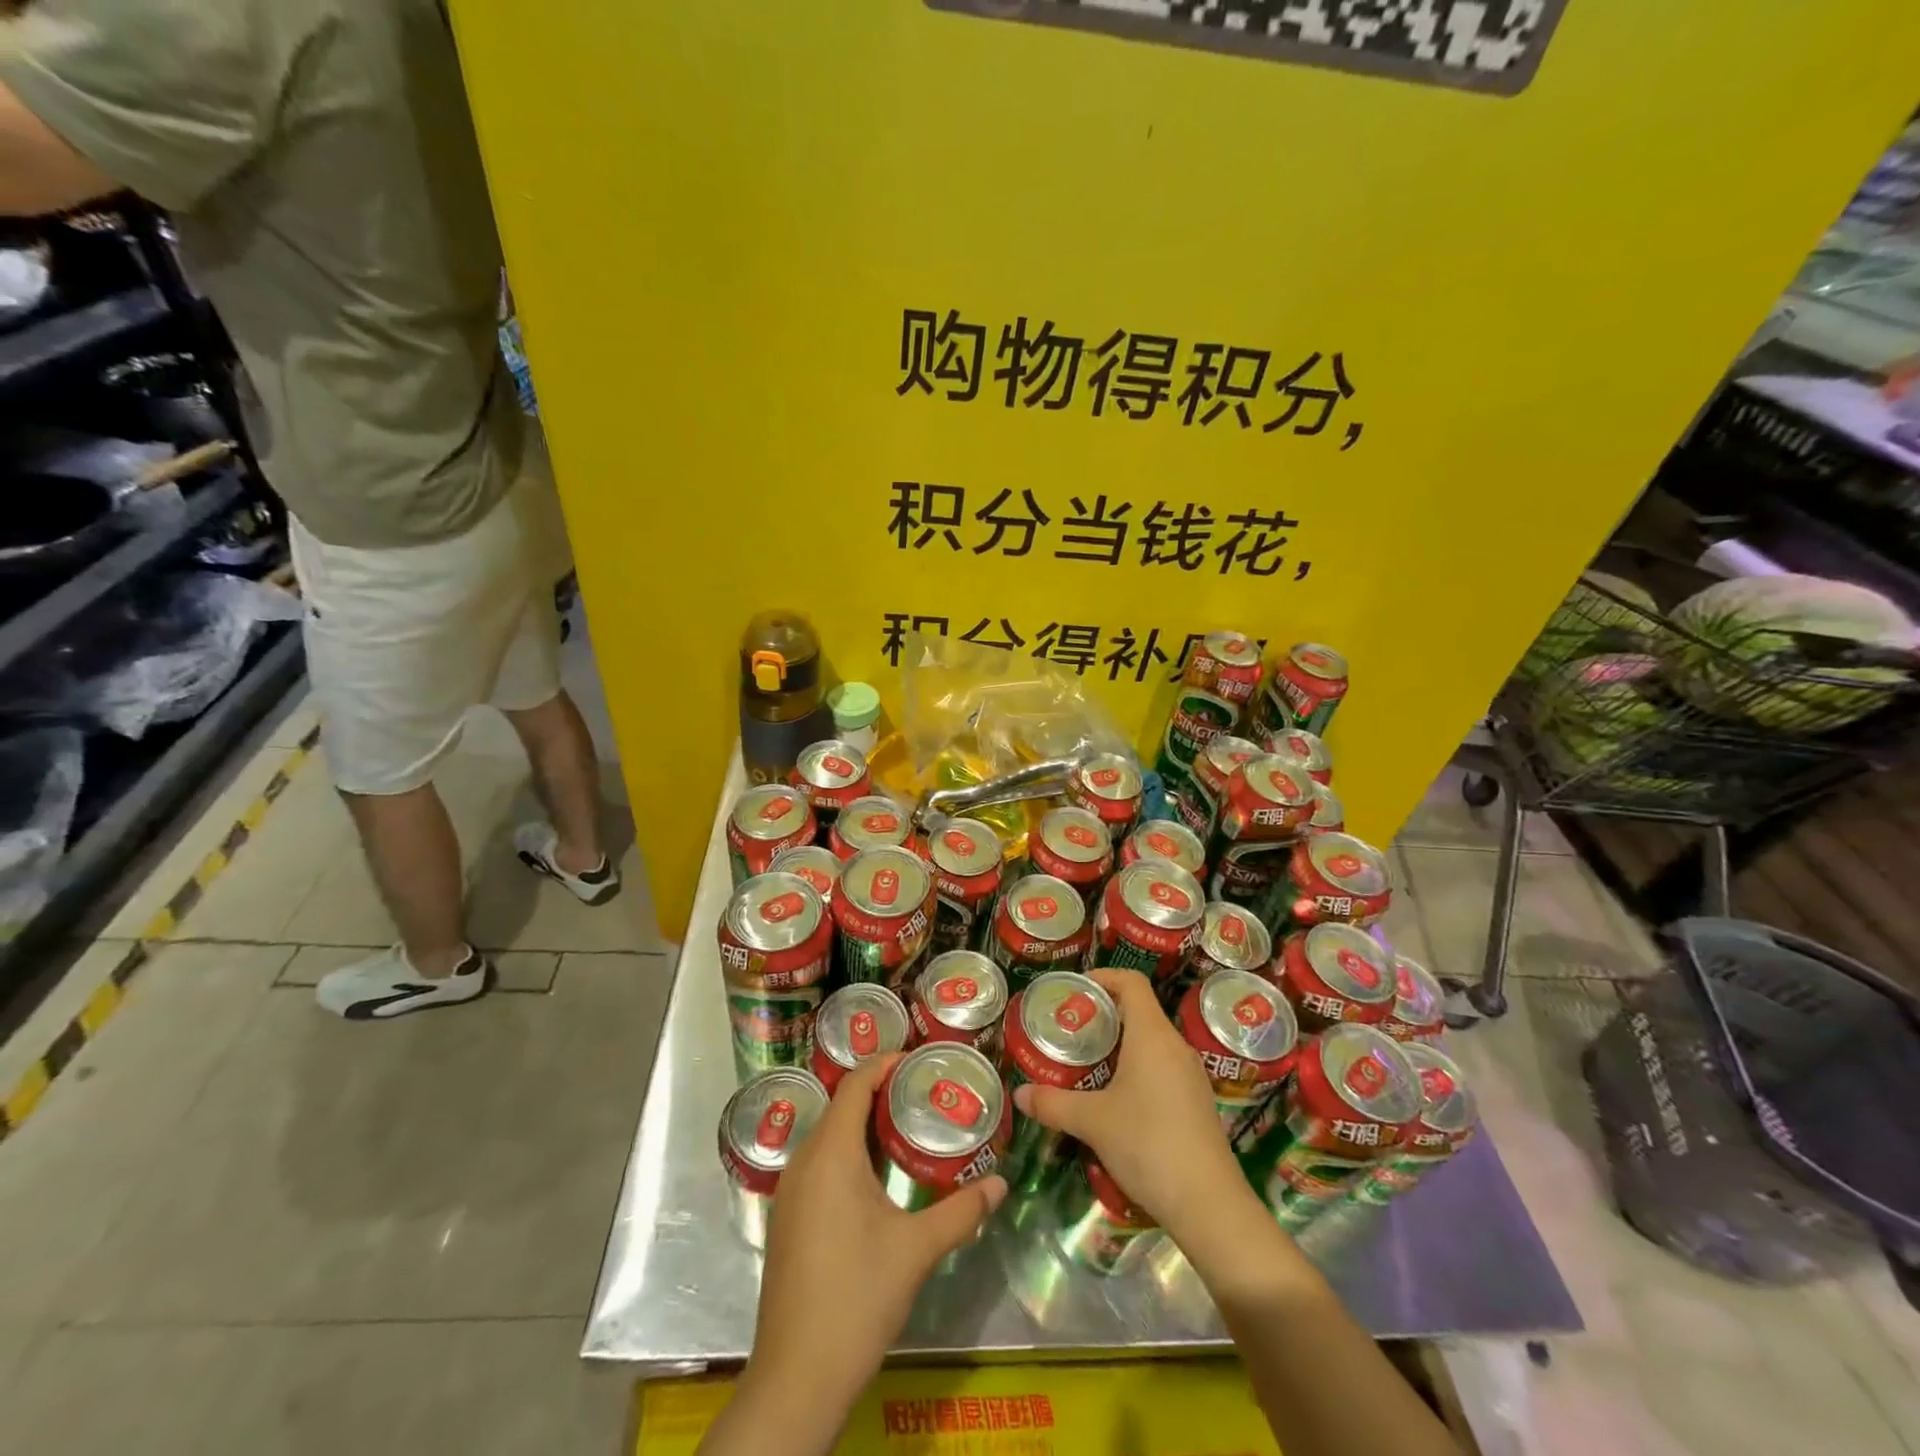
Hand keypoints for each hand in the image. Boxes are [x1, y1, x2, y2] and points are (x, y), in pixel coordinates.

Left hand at [745, 1053, 1007, 1428]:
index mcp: (830, 1153)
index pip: (855, 1084)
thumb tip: (1001, 1184)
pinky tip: (877, 1178)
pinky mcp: (787, 1219)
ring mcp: (789, 1192)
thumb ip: (962, 1211)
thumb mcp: (917, 1250)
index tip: (919, 1060)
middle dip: (880, 1093)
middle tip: (924, 1094)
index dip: (884, 1064)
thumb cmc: (857, 1297)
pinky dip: (848, 1153)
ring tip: (907, 1128)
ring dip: (863, 1125)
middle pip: (841, 1106)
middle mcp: (803, 1161)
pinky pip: (819, 1164)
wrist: (796, 1377)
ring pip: (828, 1136)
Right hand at [1011, 968, 1248, 1246]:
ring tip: (1087, 1064)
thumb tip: (1020, 1095)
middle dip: (1103, 1015)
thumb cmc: (1148, 1144)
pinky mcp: (1196, 1102)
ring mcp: (1190, 1075)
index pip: (1131, 982)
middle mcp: (1175, 1045)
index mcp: (1152, 1035)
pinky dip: (1136, 1069)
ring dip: (1119, 1045)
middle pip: (1139, 1010)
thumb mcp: (1093, 1122)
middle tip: (1070, 1031)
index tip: (1074, 991)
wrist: (1209, 1204)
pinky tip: (1116, 1099)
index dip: (1103, 977)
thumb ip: (1053, 1104)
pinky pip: (1162, 1068)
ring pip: (1151, 1042)